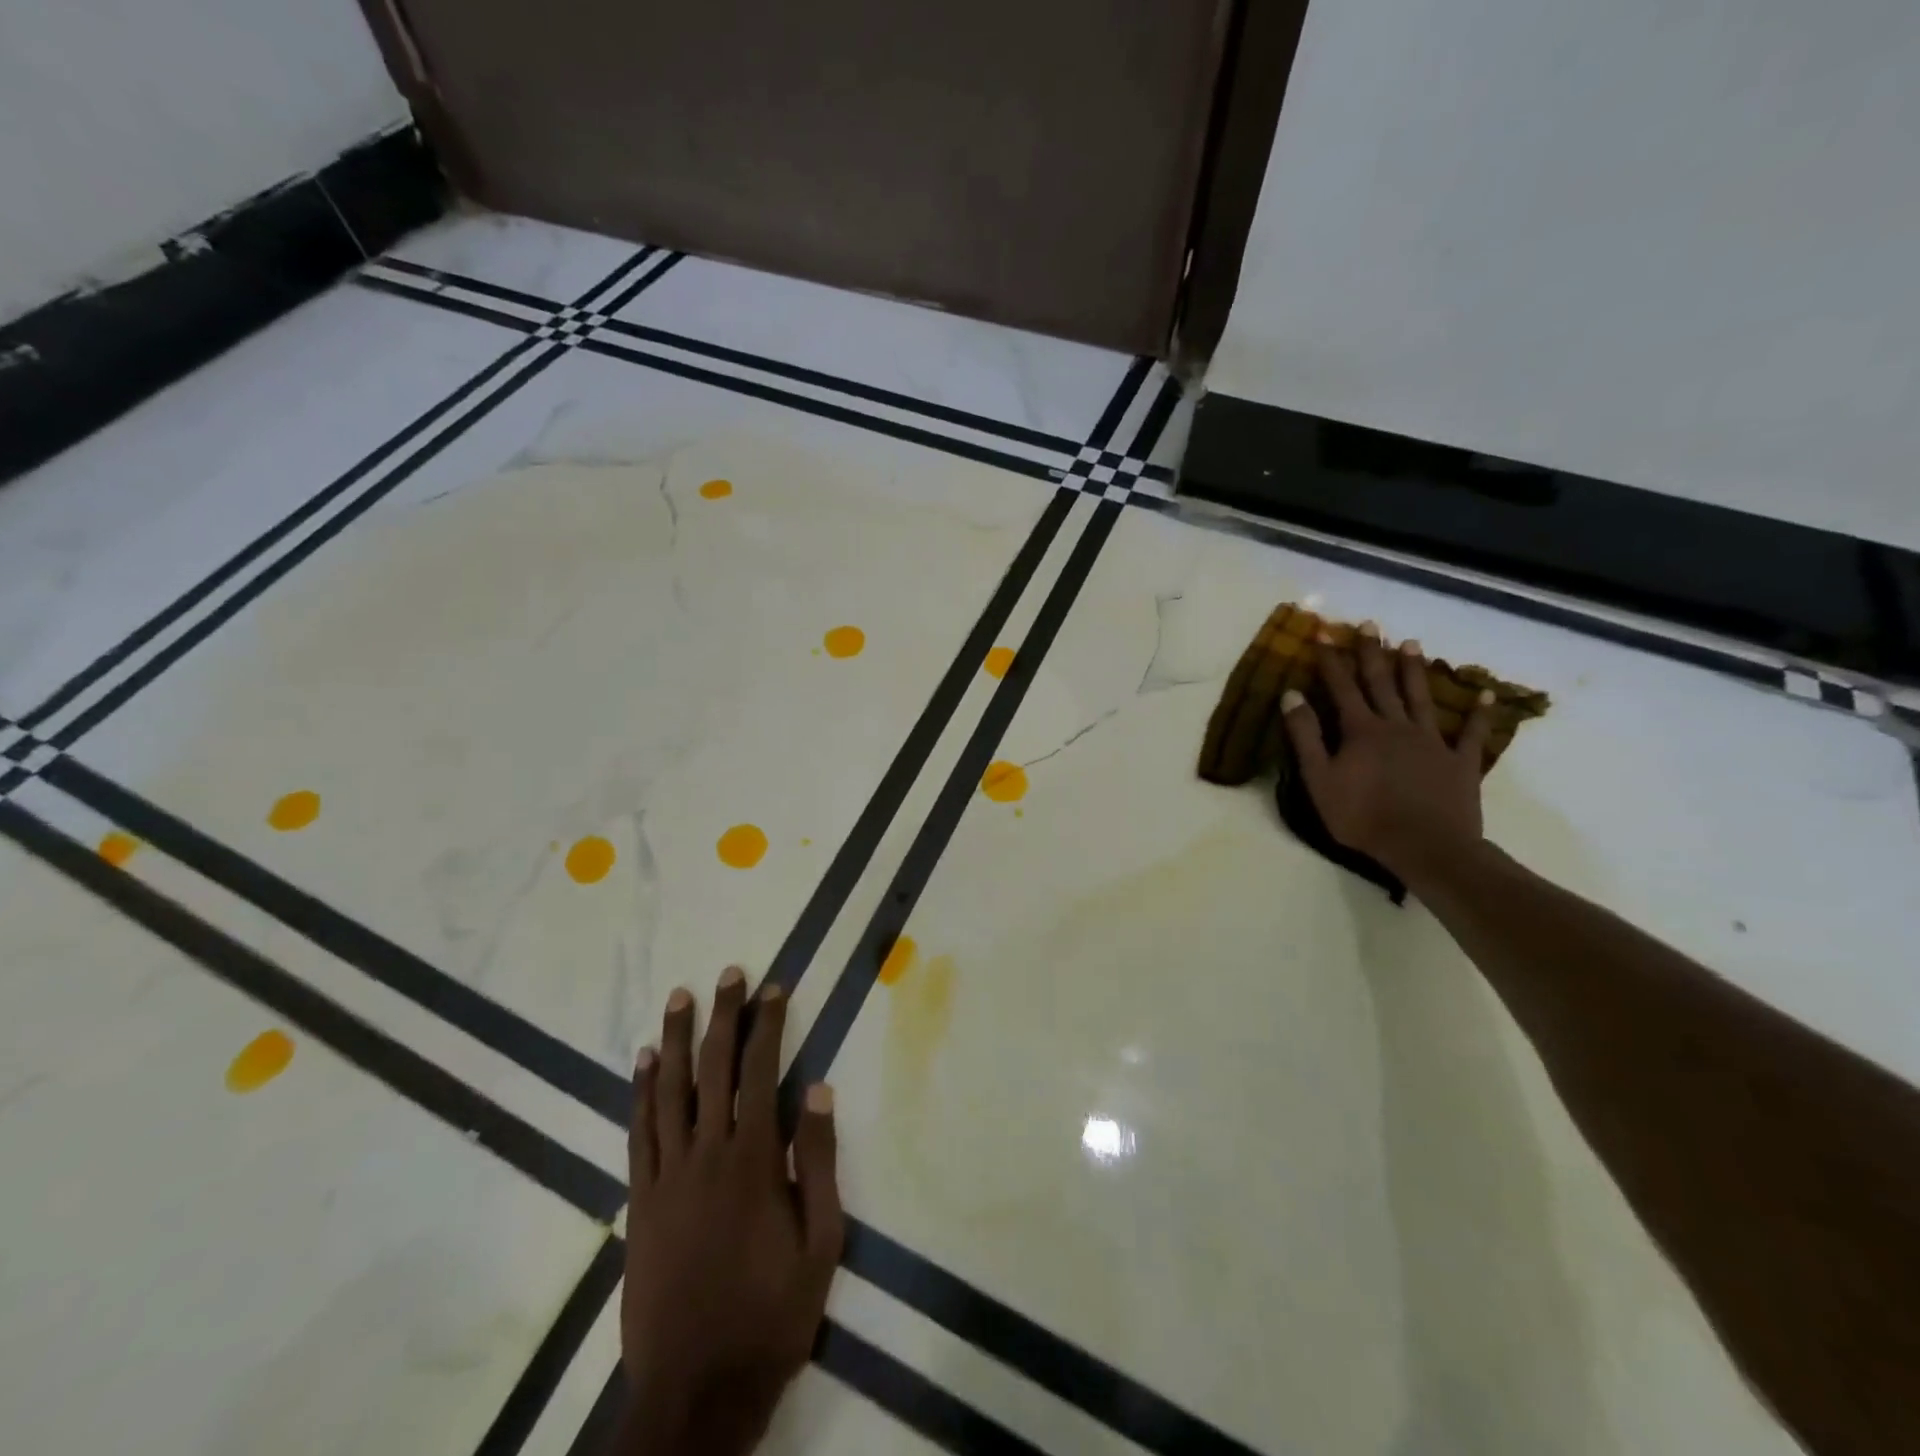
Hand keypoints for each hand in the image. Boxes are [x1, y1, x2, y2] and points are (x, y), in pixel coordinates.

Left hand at [620, 967, 843, 1455]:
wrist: (696, 1391)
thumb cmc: (770, 1314)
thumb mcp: (820, 1243)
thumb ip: (817, 1161)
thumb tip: (817, 1088)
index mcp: (752, 1161)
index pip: (760, 1073)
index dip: (766, 1027)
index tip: (772, 988)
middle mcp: (705, 1155)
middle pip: (712, 1070)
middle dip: (723, 1017)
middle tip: (729, 974)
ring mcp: (666, 1177)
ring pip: (668, 1092)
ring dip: (676, 1040)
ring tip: (681, 997)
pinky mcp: (640, 1202)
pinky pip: (638, 1133)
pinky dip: (640, 1092)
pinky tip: (644, 1062)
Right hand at [1281, 627, 1496, 889]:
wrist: (1425, 847)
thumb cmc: (1363, 816)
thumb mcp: (1319, 779)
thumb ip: (1305, 736)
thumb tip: (1292, 695)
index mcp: (1361, 730)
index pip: (1341, 687)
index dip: (1331, 659)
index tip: (1324, 632)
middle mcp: (1397, 726)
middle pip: (1381, 683)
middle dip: (1372, 652)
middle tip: (1370, 624)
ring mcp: (1432, 742)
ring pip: (1420, 698)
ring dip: (1414, 670)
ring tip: (1410, 643)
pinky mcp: (1460, 762)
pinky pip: (1471, 733)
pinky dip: (1478, 714)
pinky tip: (1485, 696)